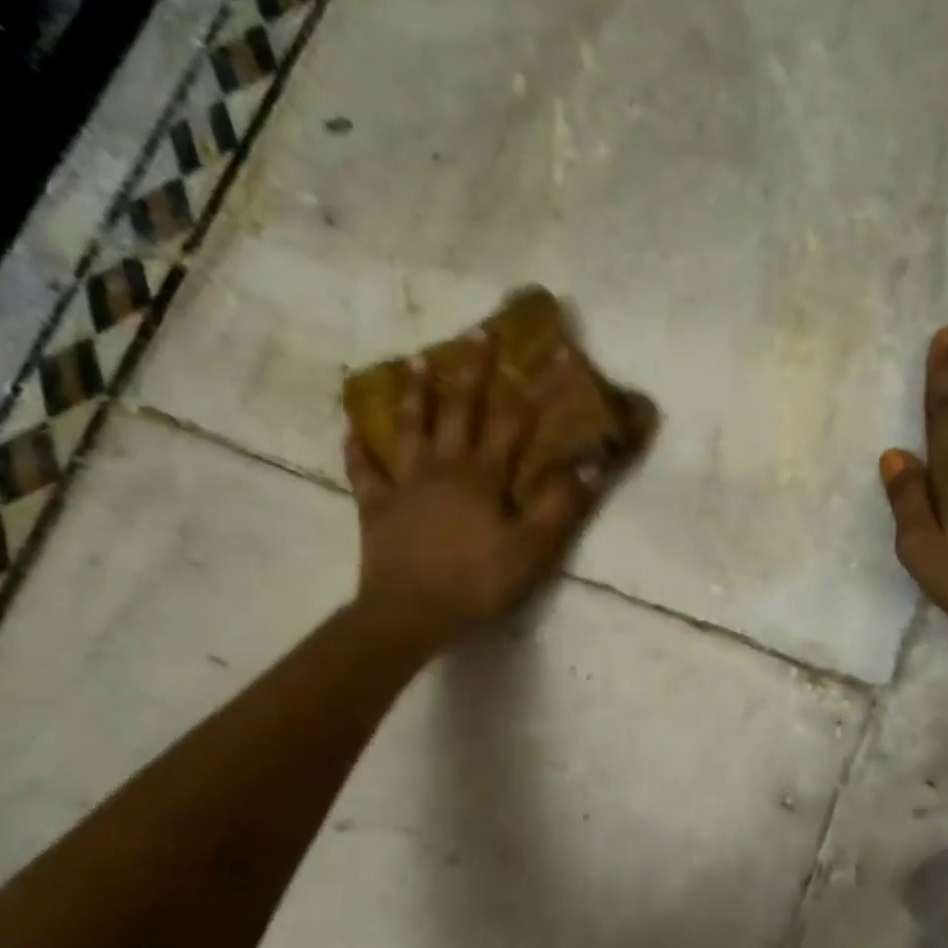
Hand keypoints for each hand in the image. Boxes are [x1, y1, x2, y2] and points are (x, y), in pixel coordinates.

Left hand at [344, 336, 596, 655]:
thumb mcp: (532, 548)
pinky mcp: (376, 507)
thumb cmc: (477, 581)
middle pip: (459, 410)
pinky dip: (358, 448)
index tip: (553, 354)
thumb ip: (562, 505)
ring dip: (414, 394)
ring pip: (409, 428)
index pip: (515, 421)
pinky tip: (352, 430)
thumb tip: (594, 464)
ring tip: (414, 361)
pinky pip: (364, 470)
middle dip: (471, 371)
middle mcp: (443, 466)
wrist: (410, 614)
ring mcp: (405, 484)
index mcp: (483, 475)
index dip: (536, 387)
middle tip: (475, 333)